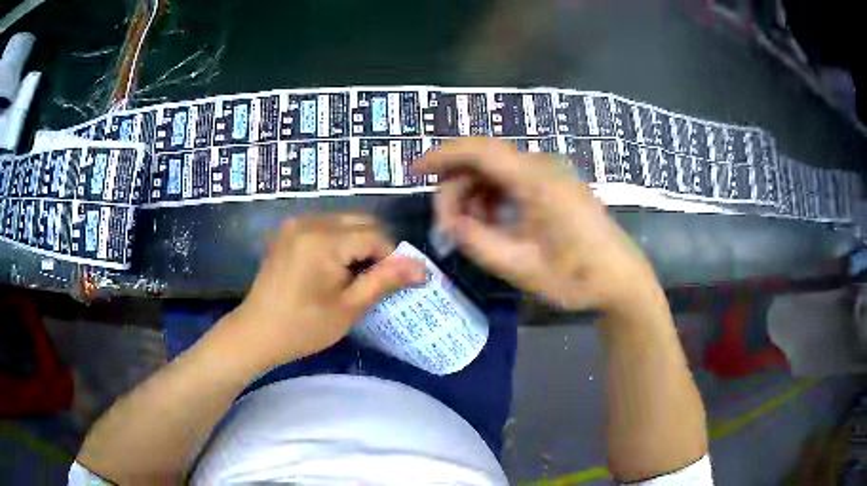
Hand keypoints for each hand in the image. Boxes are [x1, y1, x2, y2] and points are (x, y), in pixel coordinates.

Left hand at [220, 214, 425, 370]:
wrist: (256, 332)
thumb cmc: (303, 327)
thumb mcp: (349, 308)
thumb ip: (385, 281)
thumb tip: (422, 268)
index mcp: (323, 240)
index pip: (375, 235)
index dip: (391, 257)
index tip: (394, 283)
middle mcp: (309, 221)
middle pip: (361, 221)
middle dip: (376, 247)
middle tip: (374, 280)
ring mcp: (296, 223)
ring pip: (345, 221)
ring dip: (359, 243)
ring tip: (355, 275)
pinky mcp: (289, 230)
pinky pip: (327, 226)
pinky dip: (340, 241)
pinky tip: (334, 267)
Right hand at [413, 138, 656, 311]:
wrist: (621, 279)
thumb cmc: (576, 276)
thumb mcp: (519, 265)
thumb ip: (475, 240)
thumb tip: (450, 221)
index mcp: (535, 179)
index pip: (477, 150)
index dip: (441, 155)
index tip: (414, 172)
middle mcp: (543, 165)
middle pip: (484, 160)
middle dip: (457, 187)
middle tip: (447, 224)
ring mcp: (552, 172)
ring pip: (498, 170)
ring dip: (475, 194)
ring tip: (469, 229)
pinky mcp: (557, 183)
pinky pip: (514, 179)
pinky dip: (494, 196)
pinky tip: (492, 222)